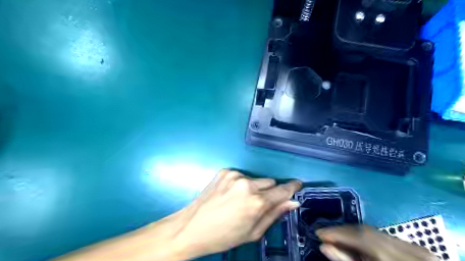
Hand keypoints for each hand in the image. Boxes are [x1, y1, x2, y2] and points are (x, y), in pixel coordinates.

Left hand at [170, 169, 300, 258]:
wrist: (192, 226)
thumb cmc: (224, 235)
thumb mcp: (253, 232)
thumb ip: (274, 214)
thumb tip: (293, 202)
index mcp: (256, 202)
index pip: (282, 190)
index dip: (291, 187)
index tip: (298, 185)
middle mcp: (247, 184)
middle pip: (270, 182)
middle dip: (269, 192)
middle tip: (258, 204)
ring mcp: (234, 175)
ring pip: (256, 179)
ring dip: (254, 188)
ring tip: (240, 200)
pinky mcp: (224, 171)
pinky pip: (241, 176)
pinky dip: (240, 184)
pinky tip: (230, 194)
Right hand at [318, 226, 437, 259]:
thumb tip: (324, 247)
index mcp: (394, 259)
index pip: (360, 237)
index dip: (337, 233)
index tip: (319, 233)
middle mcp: (407, 249)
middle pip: (366, 231)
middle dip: (342, 231)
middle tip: (325, 235)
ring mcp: (415, 248)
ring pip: (374, 231)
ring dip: (352, 233)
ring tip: (336, 237)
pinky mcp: (417, 248)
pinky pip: (384, 236)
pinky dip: (367, 237)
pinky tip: (356, 242)